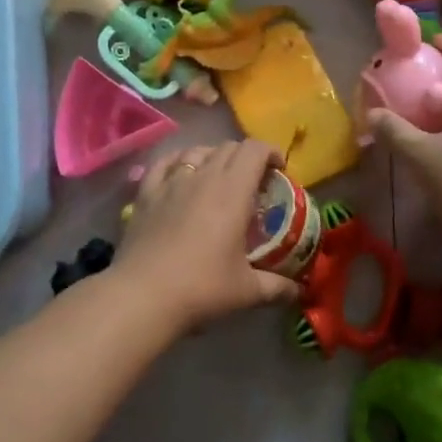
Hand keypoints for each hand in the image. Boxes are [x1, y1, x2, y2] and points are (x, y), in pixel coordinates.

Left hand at [112, 141, 300, 330]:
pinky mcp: (146, 193)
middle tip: (254, 182)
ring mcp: (171, 182)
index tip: (279, 170)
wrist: (143, 295)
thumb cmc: (201, 287)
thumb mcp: (247, 291)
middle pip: (228, 147)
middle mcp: (202, 176)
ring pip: (197, 151)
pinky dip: (178, 160)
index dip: (271, 152)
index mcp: (232, 191)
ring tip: (219, 177)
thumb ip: (276, 287)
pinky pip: (165, 163)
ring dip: (214, 157)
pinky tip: (180, 171)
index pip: (254, 150)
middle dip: (246, 157)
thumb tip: (298, 290)